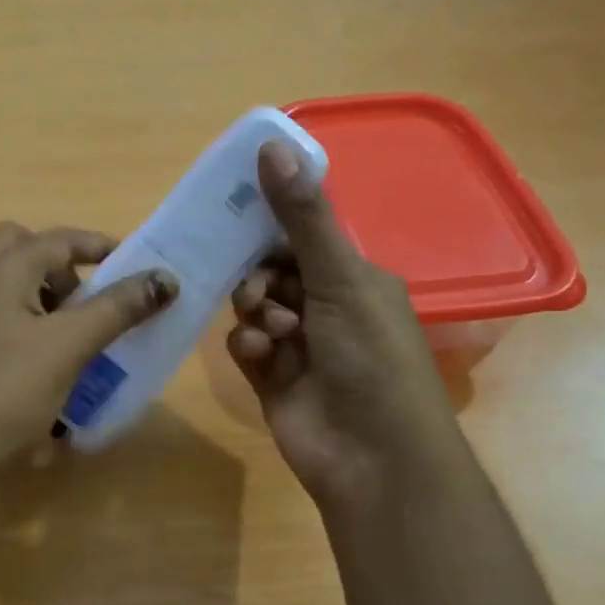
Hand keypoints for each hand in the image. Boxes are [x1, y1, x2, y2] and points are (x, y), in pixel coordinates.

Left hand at [0, 223, 175, 503]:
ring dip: (46, 301)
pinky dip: (29, 330)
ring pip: (9, 289)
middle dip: (62, 268)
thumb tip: (166, 279)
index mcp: (1, 270)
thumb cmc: (6, 391)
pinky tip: (47, 371)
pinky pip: (0, 323)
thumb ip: (118, 309)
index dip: (101, 247)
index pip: (59, 239)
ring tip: (75, 340)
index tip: (138, 268)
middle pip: (21, 251)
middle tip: (88, 301)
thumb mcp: (70, 346)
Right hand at [228, 142, 453, 517]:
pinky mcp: (273, 379)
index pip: (301, 236)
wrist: (372, 457)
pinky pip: (246, 346)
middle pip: (270, 271)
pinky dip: (249, 347)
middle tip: (259, 291)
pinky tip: (262, 358)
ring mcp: (298, 346)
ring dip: (256, 314)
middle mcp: (327, 307)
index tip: (232, 210)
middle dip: (259, 277)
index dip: (269, 224)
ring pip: (253, 309)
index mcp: (353, 278)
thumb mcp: (340, 277)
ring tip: (272, 333)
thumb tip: (272, 146)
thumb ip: (302, 217)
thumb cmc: (371, 358)